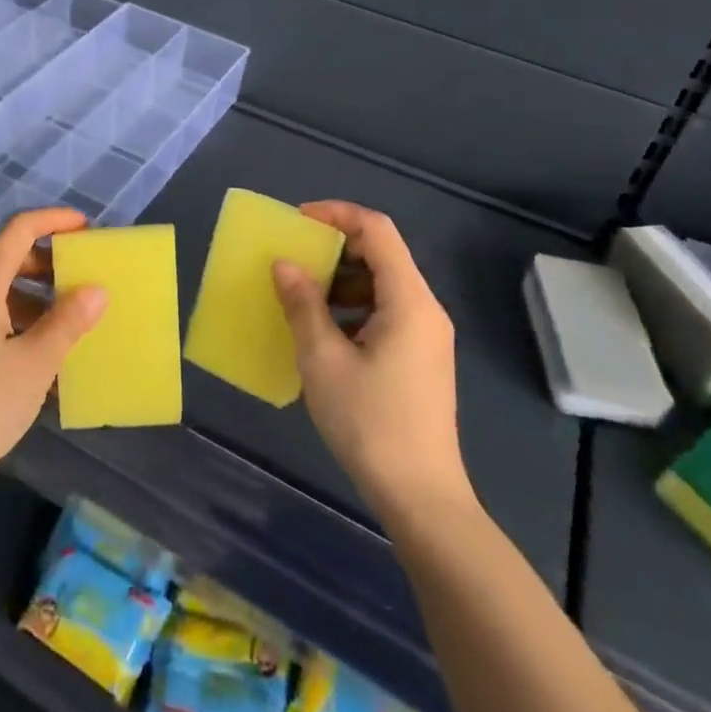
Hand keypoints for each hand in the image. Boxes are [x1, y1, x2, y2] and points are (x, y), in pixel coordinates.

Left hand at [0, 208, 107, 506]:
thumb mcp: (34, 364)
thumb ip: (67, 322)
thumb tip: (96, 290)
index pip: (18, 229)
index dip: (54, 220)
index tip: (86, 228)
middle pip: (7, 258)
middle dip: (48, 263)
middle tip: (84, 279)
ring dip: (35, 297)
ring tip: (69, 323)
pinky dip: (16, 320)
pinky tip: (38, 355)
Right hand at [271, 202, 469, 522]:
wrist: (421, 498)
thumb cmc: (370, 424)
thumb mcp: (323, 361)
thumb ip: (303, 305)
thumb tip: (284, 264)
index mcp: (409, 300)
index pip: (377, 230)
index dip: (337, 214)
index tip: (297, 221)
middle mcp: (425, 308)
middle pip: (382, 254)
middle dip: (336, 247)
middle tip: (294, 257)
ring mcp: (426, 334)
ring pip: (383, 284)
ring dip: (342, 279)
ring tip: (301, 294)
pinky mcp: (420, 357)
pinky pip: (386, 311)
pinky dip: (353, 306)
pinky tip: (323, 330)